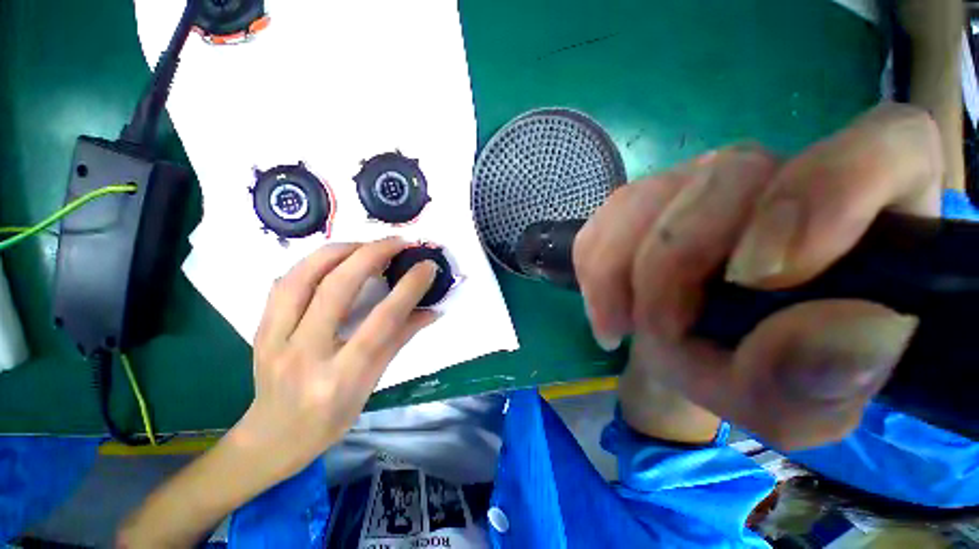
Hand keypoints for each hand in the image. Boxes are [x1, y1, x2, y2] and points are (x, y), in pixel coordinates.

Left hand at [235, 237, 438, 473]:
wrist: (272, 438)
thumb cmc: (330, 418)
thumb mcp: (372, 384)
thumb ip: (400, 340)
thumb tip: (430, 311)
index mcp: (341, 377)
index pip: (381, 322)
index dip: (408, 288)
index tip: (427, 266)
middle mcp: (305, 355)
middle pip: (337, 289)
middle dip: (372, 255)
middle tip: (397, 242)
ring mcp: (274, 340)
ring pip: (302, 277)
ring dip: (339, 251)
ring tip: (366, 243)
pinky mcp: (260, 329)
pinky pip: (284, 283)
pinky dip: (312, 263)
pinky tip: (332, 259)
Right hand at [574, 104, 943, 448]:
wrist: (694, 354)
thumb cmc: (758, 377)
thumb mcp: (797, 407)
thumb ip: (818, 385)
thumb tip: (841, 331)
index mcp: (871, 217)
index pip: (887, 146)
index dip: (829, 187)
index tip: (759, 276)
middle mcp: (784, 178)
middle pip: (727, 178)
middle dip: (672, 267)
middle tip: (655, 334)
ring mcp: (704, 183)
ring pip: (648, 194)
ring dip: (619, 270)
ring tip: (618, 324)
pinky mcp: (647, 200)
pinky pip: (607, 215)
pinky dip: (595, 264)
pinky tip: (605, 303)